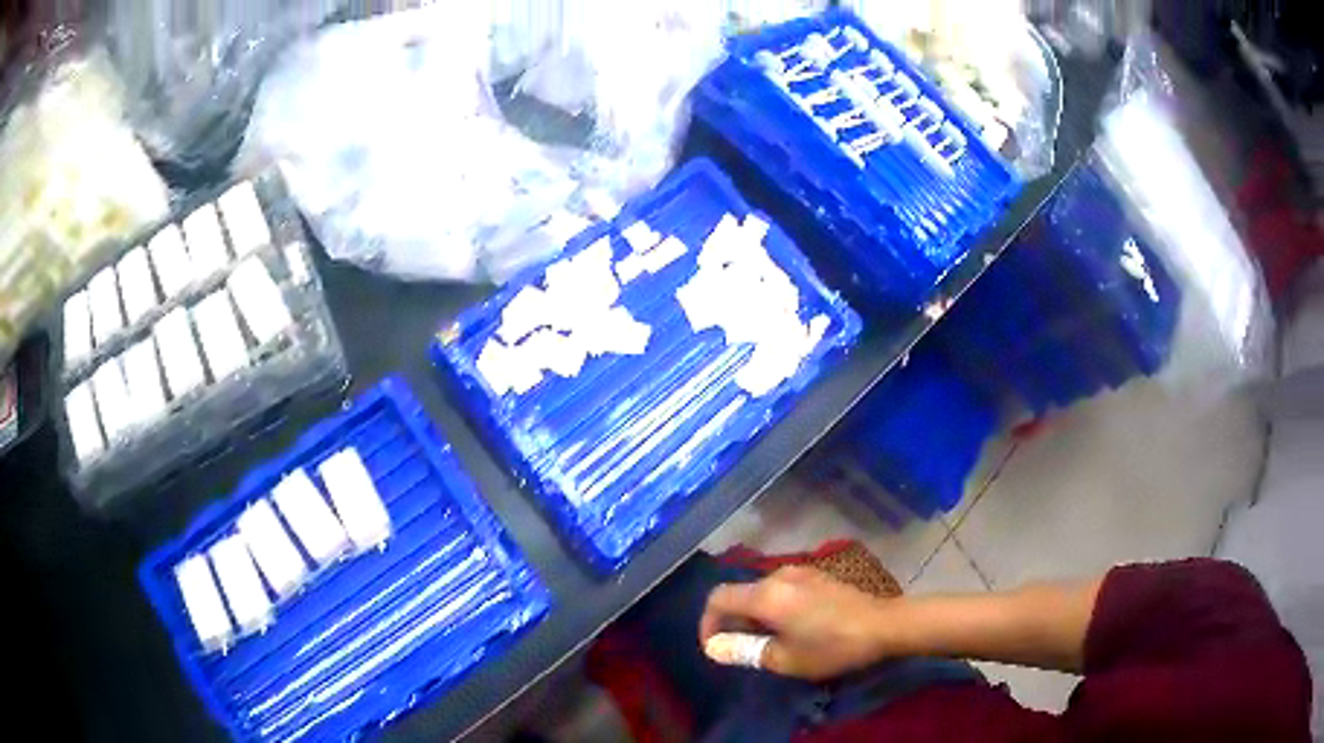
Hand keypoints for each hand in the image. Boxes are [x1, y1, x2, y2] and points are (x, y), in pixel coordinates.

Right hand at [699, 566, 895, 680]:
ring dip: (755, 616)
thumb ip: (746, 651)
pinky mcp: (817, 575)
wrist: (884, 625)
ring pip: (761, 592)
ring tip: (769, 643)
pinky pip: (781, 589)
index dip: (707, 624)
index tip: (717, 649)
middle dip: (733, 623)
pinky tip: (793, 628)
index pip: (717, 599)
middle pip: (739, 594)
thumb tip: (715, 647)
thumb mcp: (786, 658)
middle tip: (745, 652)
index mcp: (766, 595)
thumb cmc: (832, 646)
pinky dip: (774, 608)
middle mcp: (778, 576)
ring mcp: (800, 572)